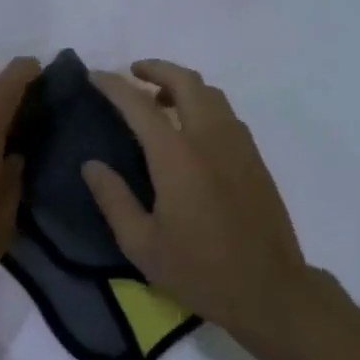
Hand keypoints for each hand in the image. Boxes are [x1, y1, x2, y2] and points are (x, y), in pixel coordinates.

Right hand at [83, 60, 338, 350]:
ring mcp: (238, 145)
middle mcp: (209, 138)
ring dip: (182, 85)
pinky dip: (203, 104)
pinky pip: (226, 114)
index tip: (94, 76)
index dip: (113, 85)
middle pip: (185, 82)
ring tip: (159, 100)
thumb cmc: (199, 270)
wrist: (269, 290)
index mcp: (177, 156)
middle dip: (156, 69)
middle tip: (132, 73)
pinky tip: (190, 129)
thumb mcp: (142, 244)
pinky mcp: (254, 158)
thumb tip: (91, 165)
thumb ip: (113, 199)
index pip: (139, 105)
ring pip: (211, 93)